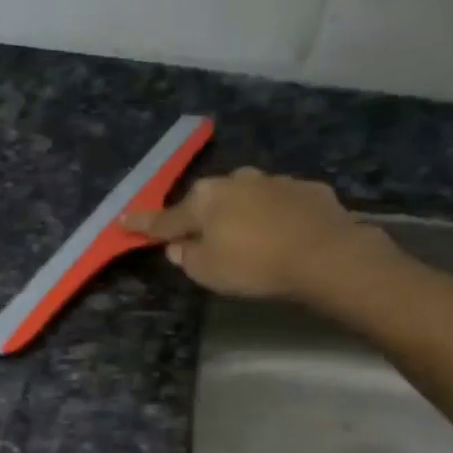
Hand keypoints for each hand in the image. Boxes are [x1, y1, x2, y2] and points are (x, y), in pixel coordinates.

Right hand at [124, 170, 395, 300]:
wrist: (326, 255)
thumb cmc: (254, 265)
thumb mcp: (207, 272)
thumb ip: (186, 257)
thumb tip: (179, 246)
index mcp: (203, 200)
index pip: (165, 218)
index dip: (144, 224)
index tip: (125, 221)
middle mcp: (235, 181)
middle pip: (208, 202)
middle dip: (201, 217)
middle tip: (200, 239)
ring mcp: (273, 181)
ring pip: (245, 198)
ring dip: (240, 214)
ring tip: (248, 238)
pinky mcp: (307, 189)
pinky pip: (279, 203)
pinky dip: (274, 216)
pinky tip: (283, 234)